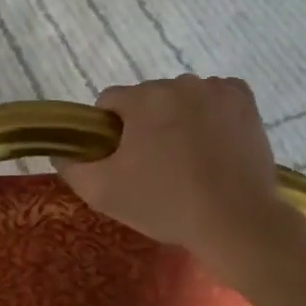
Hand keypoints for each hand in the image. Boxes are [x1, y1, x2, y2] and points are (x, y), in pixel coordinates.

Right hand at [55, 76, 294, 265]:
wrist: (236, 222)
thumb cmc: (166, 204)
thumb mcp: (103, 193)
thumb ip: (72, 167)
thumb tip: (61, 149)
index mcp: (143, 98)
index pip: (110, 102)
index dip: (109, 130)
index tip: (121, 159)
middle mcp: (179, 83)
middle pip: (148, 98)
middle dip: (146, 124)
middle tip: (156, 165)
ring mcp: (216, 88)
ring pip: (182, 98)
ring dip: (179, 118)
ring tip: (189, 159)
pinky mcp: (244, 99)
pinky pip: (216, 97)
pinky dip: (211, 114)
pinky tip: (214, 144)